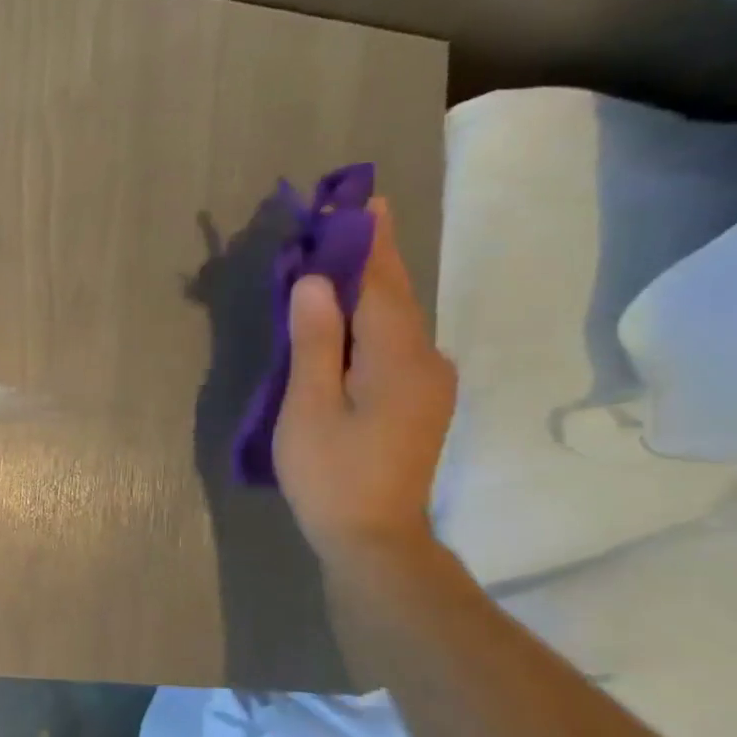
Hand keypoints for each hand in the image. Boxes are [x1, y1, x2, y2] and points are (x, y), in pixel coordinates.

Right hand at [273, 200, 454, 570]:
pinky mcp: (418, 400)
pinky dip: (368, 319)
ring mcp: (427, 382)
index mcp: (398, 358)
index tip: (358, 197)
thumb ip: (314, 341)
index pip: (381, 284)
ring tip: (332, 261)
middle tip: (340, 220)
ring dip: (365, 288)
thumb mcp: (309, 407)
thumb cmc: (331, 474)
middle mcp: (425, 360)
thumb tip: (314, 281)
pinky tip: (343, 317)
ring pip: (394, 320)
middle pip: (394, 296)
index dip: (367, 241)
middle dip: (369, 257)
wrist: (373, 539)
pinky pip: (392, 343)